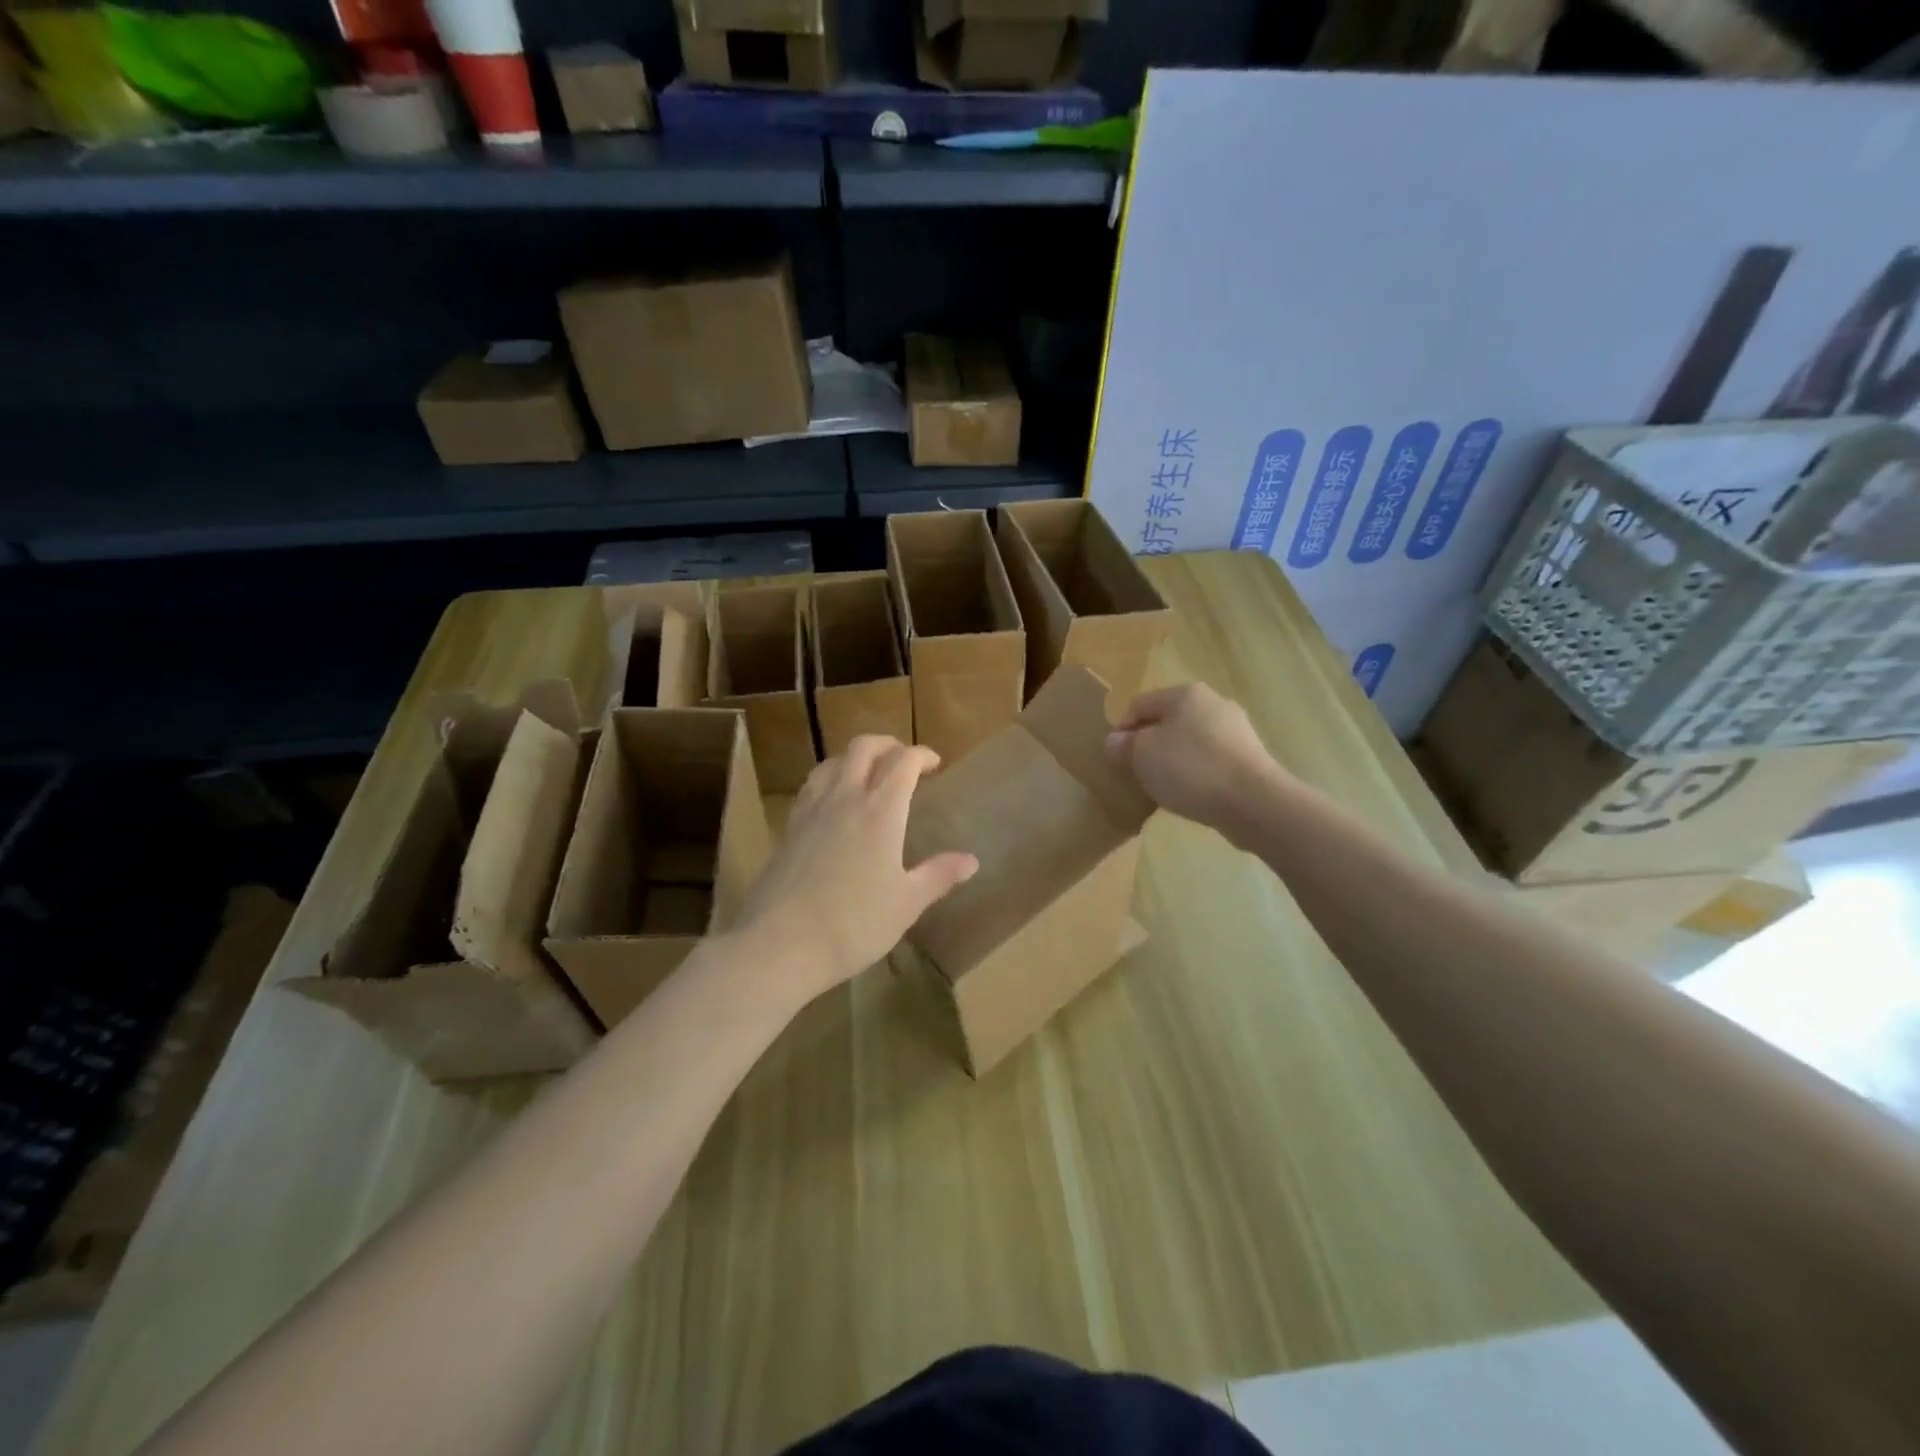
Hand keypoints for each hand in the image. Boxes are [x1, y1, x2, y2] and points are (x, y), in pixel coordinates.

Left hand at [733, 736, 977, 1006]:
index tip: (935, 764)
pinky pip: (812, 787)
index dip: (921, 755)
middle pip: (863, 748)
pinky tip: (833, 804)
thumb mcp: (906, 904)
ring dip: (855, 758)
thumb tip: (971, 860)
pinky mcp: (788, 829)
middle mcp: (844, 798)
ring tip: (868, 776)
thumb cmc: (853, 924)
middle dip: (888, 745)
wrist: (779, 944)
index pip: (903, 762)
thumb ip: (938, 876)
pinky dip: (829, 780)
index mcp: (880, 811)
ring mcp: (811, 811)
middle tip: (904, 761)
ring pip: (832, 762)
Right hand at [1105, 683, 1283, 833]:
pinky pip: (1210, 760)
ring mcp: (1236, 730)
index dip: (1121, 729)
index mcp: (1185, 693)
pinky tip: (1190, 793)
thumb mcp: (1142, 755)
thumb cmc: (1190, 768)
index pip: (1139, 704)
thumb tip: (1114, 741)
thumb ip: (1123, 745)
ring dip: (1172, 759)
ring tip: (1162, 786)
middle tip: (1135, 772)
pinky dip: (1195, 772)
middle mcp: (1213, 703)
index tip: (1114, 758)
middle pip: (1167, 721)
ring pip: (1190, 741)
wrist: (1253, 802)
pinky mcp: (1249, 757)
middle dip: (1148, 744)